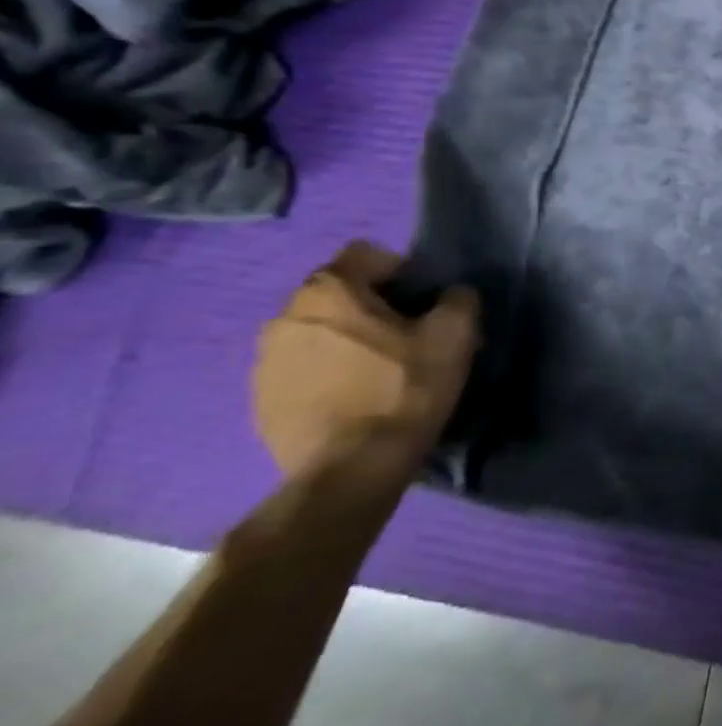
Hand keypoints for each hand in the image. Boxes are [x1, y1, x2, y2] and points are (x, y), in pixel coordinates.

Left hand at [253, 241, 478, 479]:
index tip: (423, 302)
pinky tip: (356, 399)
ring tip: (380, 371)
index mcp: (327, 292)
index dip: (402, 271)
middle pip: (339, 294)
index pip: (366, 254)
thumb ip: (457, 299)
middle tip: (407, 336)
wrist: (352, 471)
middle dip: (372, 307)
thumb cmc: (404, 389)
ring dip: (347, 341)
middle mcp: (284, 317)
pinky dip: (329, 373)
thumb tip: (449, 296)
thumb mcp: (455, 334)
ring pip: (319, 332)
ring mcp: (264, 363)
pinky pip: (303, 369)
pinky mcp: (260, 402)